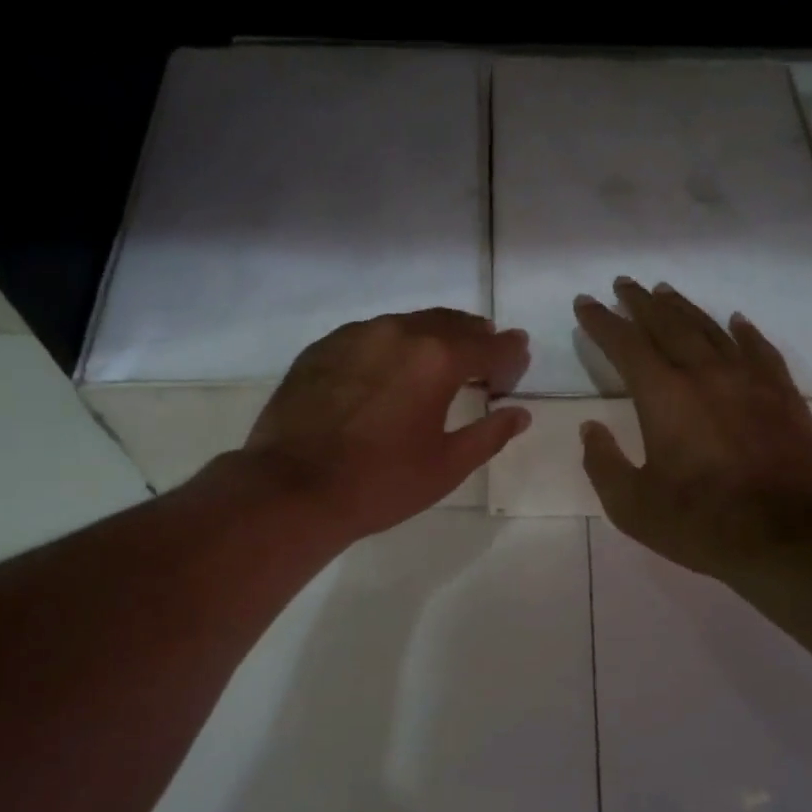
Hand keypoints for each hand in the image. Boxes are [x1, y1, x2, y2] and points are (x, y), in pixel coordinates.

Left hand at [244, 309, 530, 539]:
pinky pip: (371, 335)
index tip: (515, 371)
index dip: (511, 356)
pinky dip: (393, 346)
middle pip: (451, 322)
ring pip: (409, 323)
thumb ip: (490, 434)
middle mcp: (398, 332)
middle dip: (475, 339)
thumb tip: (519, 414)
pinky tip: (389, 372)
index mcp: (437, 358)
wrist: (292, 488)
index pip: (491, 345)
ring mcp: (355, 335)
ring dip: (433, 338)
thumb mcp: (447, 467)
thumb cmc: (380, 483)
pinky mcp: (323, 348)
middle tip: (486, 362)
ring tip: (439, 364)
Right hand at [574, 278, 811, 578]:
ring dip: (684, 308)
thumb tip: (591, 429)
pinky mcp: (783, 395)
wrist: (786, 537)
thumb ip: (603, 463)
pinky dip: (743, 332)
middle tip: (624, 284)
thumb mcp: (631, 505)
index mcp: (664, 396)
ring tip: (665, 292)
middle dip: (641, 303)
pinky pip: (760, 350)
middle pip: (668, 324)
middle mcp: (705, 374)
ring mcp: (749, 380)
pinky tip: (735, 321)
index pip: (625, 345)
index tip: (585, 302)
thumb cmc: (700, 523)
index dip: (602, 321)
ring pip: (711, 329)